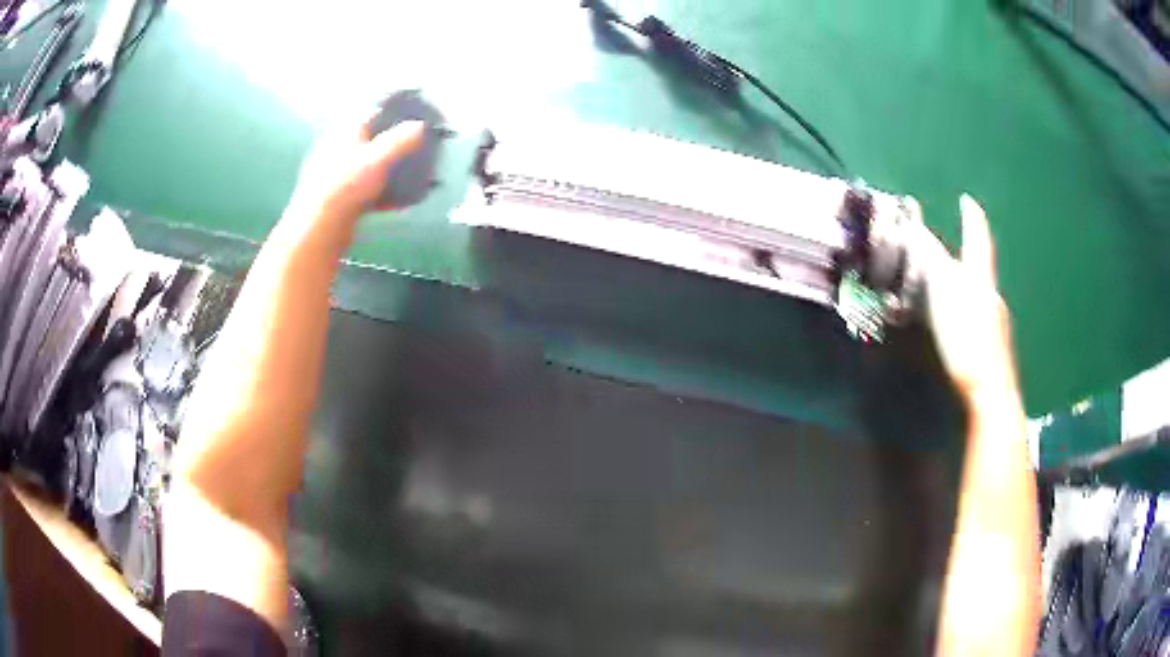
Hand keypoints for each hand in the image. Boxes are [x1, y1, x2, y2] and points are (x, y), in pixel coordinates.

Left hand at [284, 112, 424, 239]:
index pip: (373, 112)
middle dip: (393, 141)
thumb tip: (421, 125)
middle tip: (417, 146)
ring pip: (367, 164)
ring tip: (410, 174)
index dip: (394, 111)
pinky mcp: (337, 197)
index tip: (415, 115)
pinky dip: (381, 192)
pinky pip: (365, 189)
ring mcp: (335, 173)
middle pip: (371, 138)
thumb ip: (401, 140)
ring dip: (388, 168)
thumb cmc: (346, 186)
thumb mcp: (378, 158)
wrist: (319, 227)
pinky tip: (397, 202)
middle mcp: (338, 147)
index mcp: (346, 130)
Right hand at [916, 194, 1021, 407]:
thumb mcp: (945, 295)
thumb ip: (932, 263)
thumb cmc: (968, 341)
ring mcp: (995, 322)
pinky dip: (966, 308)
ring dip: (965, 284)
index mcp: (981, 280)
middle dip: (965, 254)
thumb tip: (917, 232)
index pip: (977, 240)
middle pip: (979, 267)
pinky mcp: (992, 345)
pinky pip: (978, 314)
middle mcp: (992, 296)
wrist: (991, 392)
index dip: (972, 219)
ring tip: (948, 285)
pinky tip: (958, 322)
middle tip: (948, 249)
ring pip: (979, 293)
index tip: (968, 200)